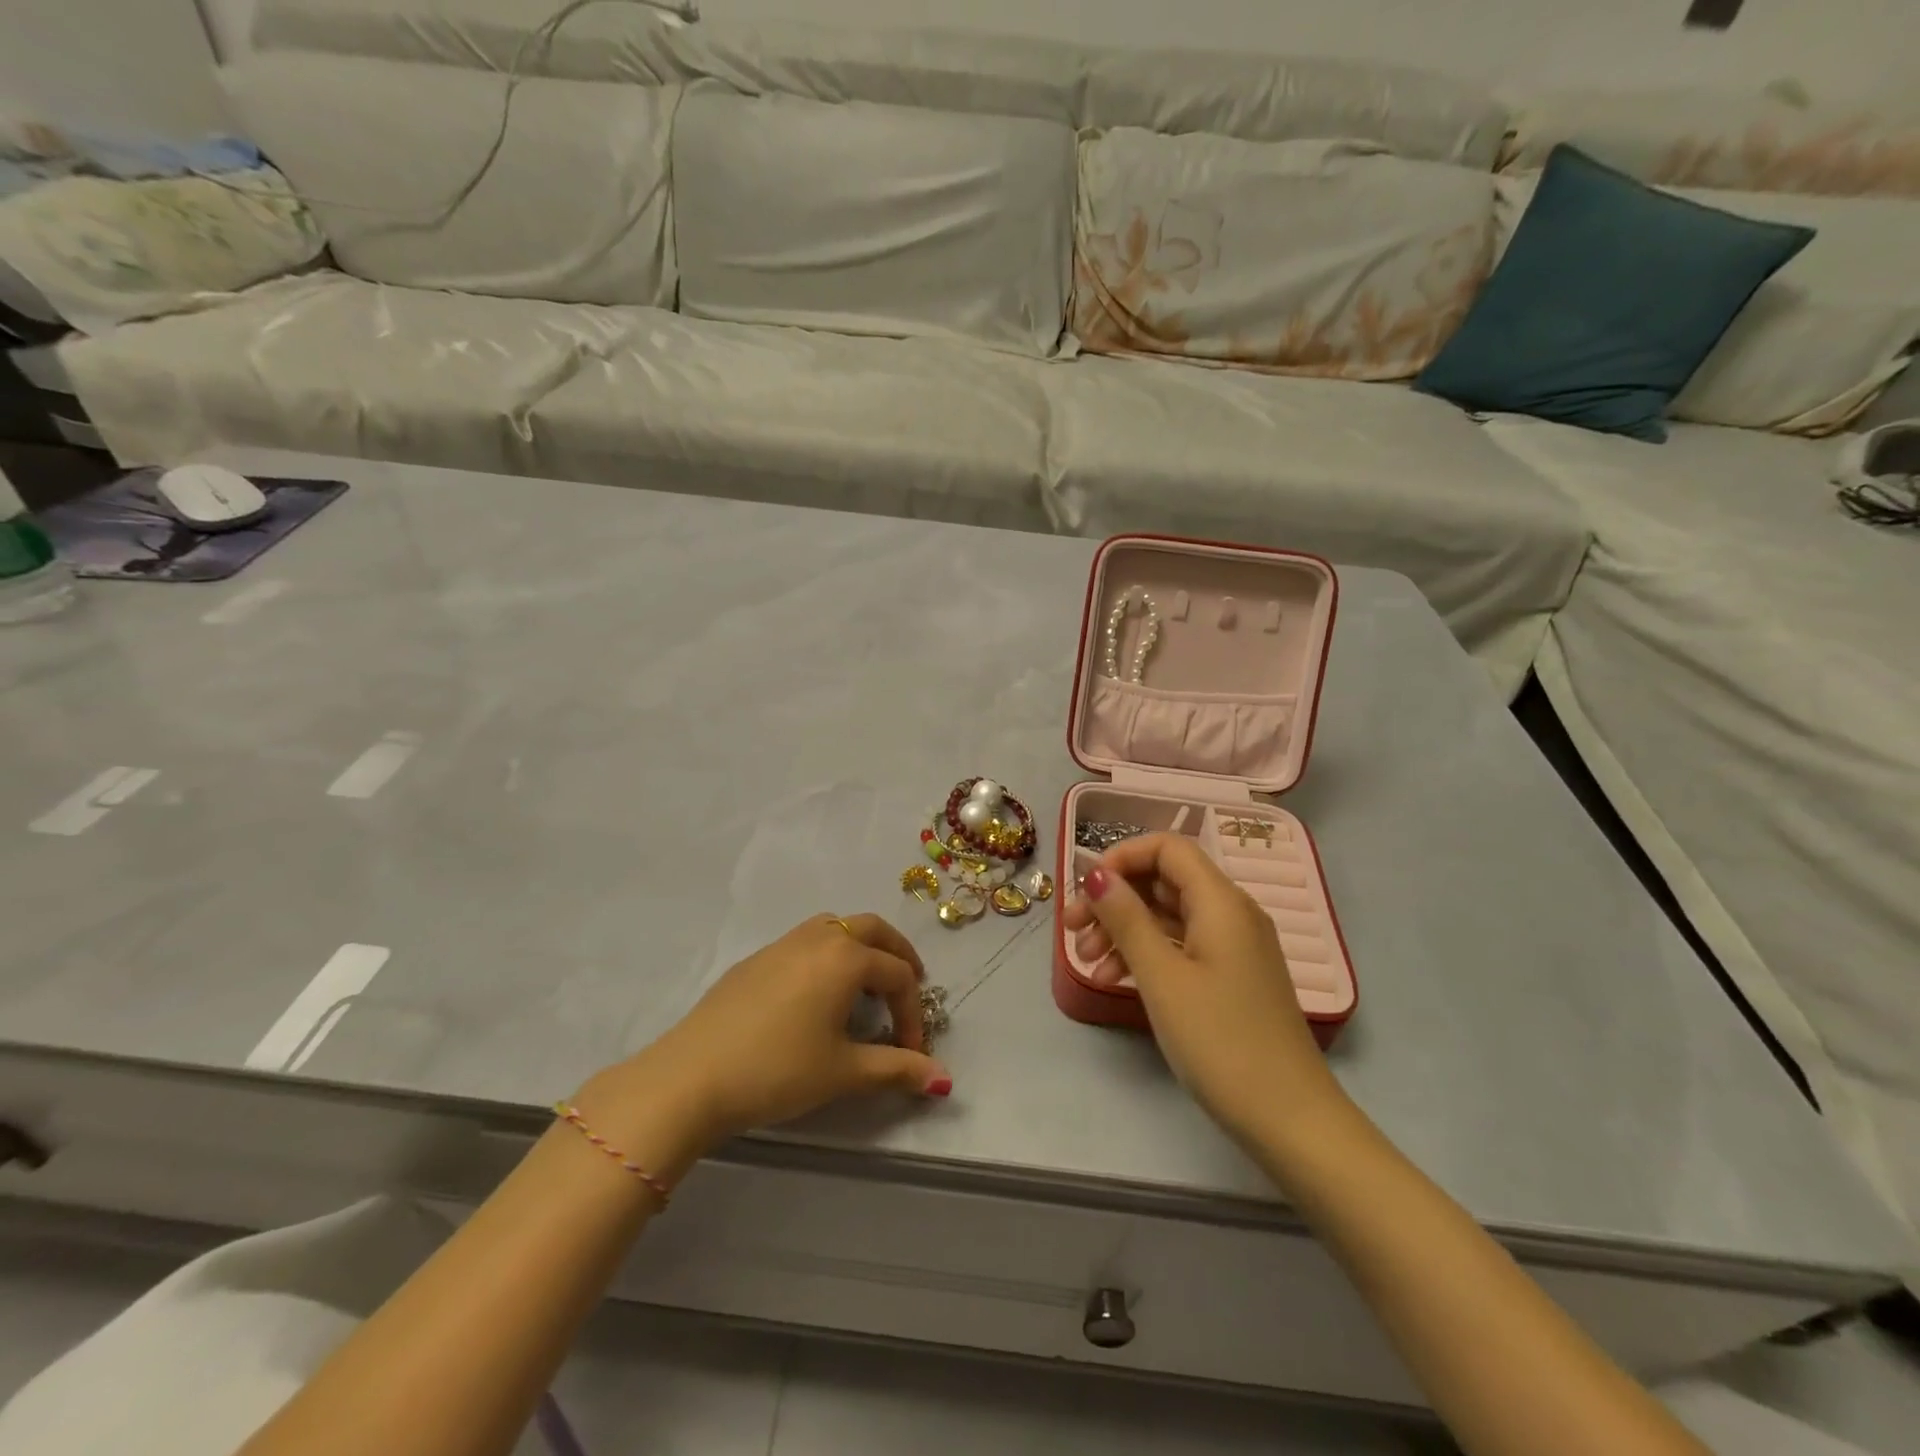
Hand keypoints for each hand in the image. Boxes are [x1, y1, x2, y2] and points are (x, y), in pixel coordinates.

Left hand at [583, 914, 951, 1164]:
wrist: (692, 1076)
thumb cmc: (778, 1071)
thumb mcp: (844, 1072)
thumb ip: (897, 1069)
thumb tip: (943, 1079)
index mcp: (847, 958)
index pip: (898, 976)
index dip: (913, 1014)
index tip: (912, 1053)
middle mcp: (819, 938)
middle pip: (872, 930)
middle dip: (897, 955)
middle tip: (909, 985)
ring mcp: (782, 944)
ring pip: (836, 928)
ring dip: (860, 948)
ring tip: (865, 984)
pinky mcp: (755, 959)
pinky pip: (805, 942)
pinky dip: (827, 956)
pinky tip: (815, 995)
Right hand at [1063, 834, 1340, 1140]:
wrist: (1290, 1120)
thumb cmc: (1220, 1041)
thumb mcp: (1162, 977)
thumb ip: (1126, 919)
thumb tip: (1096, 874)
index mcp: (1221, 902)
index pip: (1167, 848)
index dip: (1122, 857)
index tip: (1085, 890)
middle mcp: (1232, 914)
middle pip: (1164, 881)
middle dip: (1115, 898)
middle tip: (1072, 930)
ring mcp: (1234, 947)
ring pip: (1168, 916)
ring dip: (1123, 930)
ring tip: (1087, 963)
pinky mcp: (1231, 977)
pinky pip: (1181, 946)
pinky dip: (1146, 955)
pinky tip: (1113, 980)